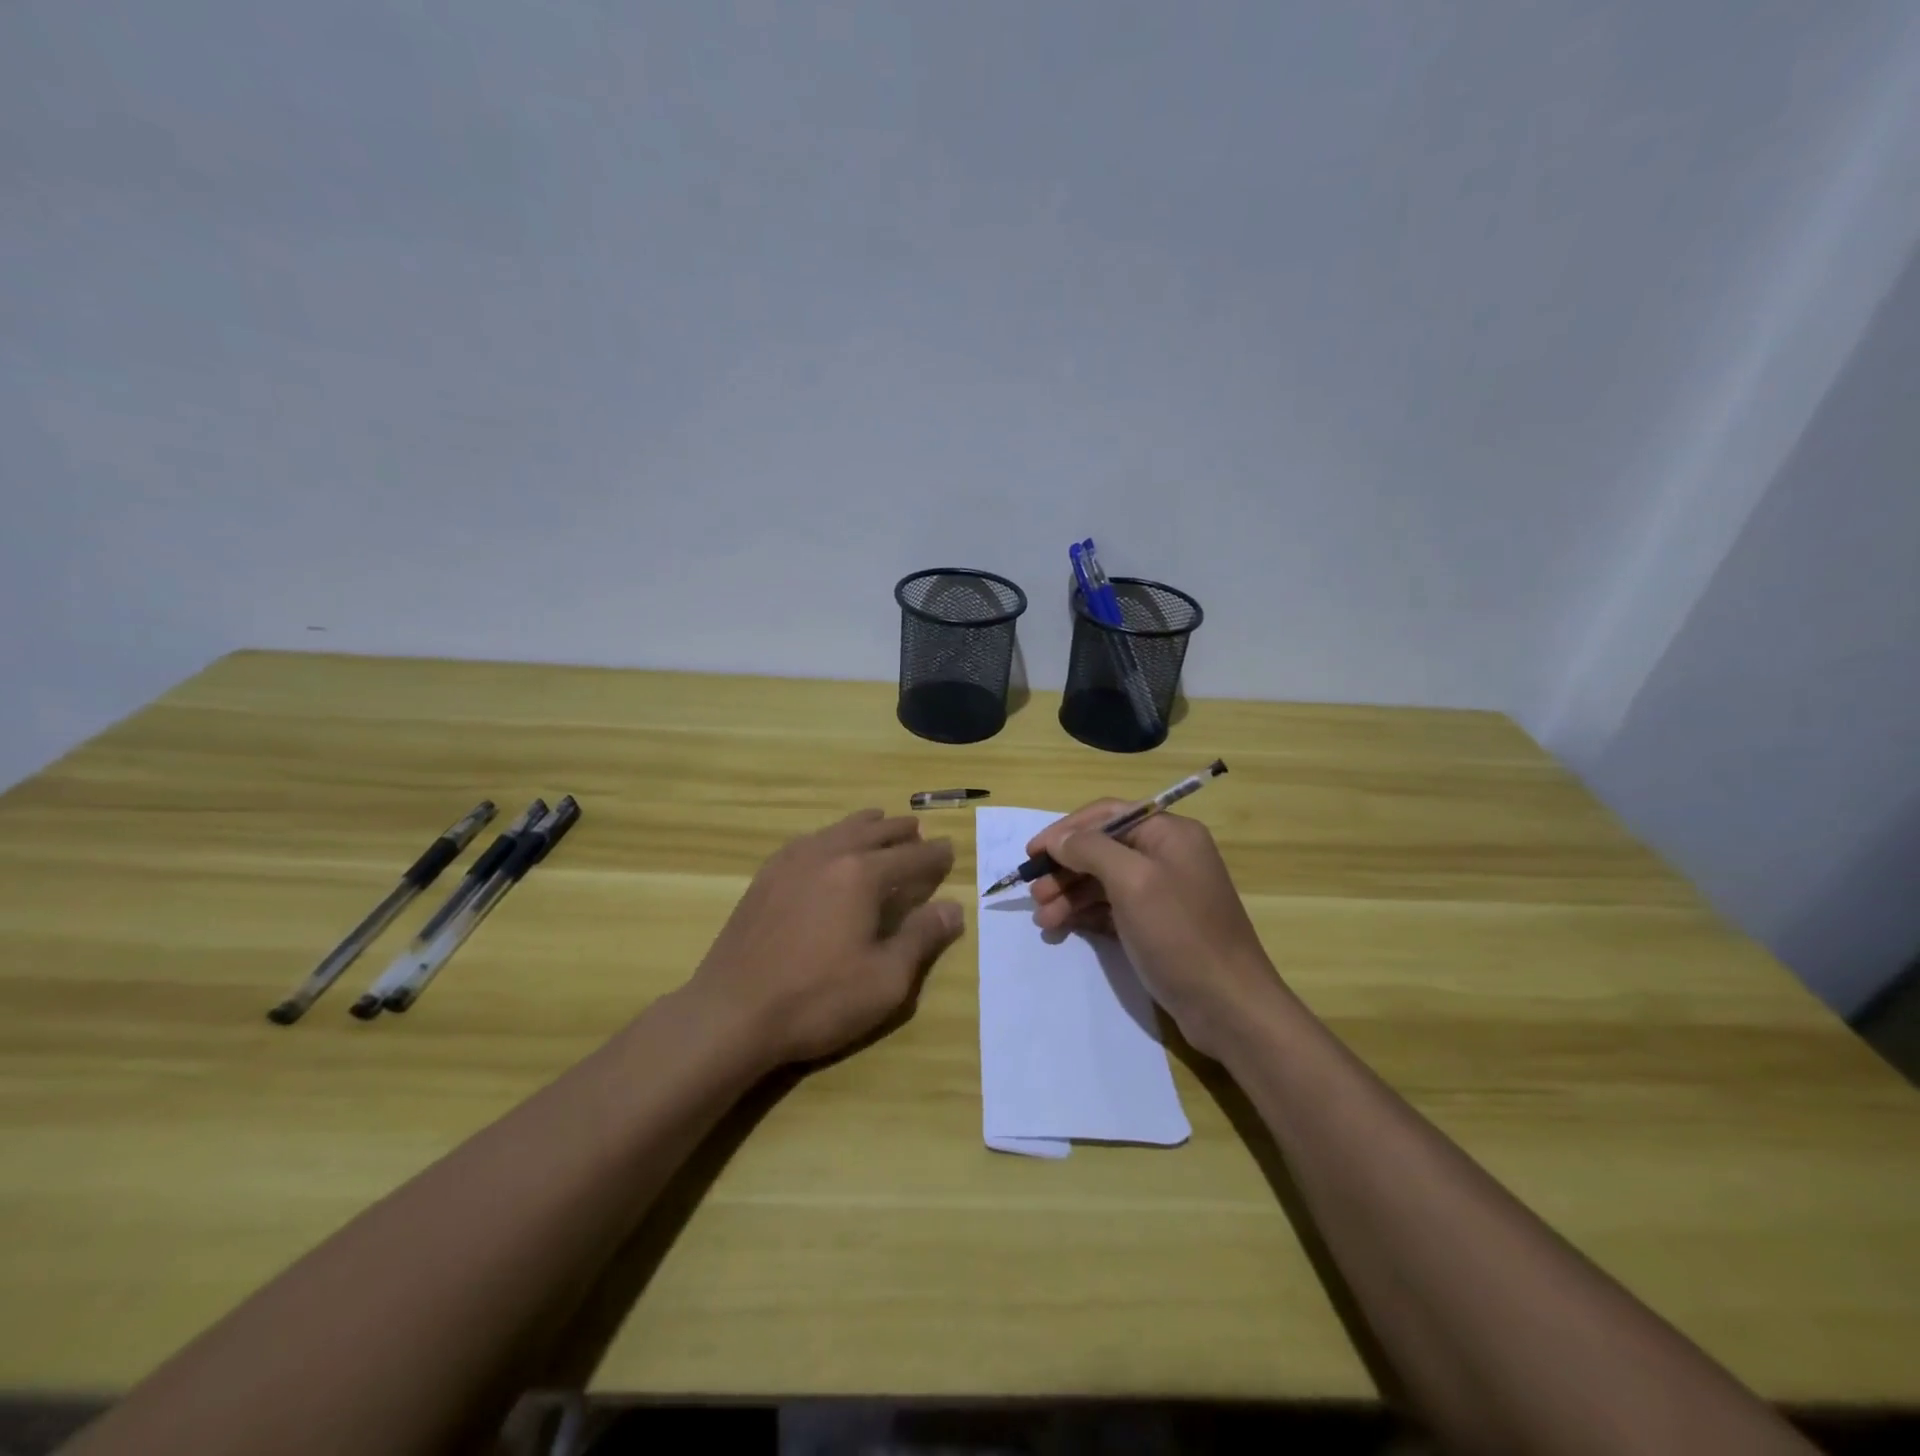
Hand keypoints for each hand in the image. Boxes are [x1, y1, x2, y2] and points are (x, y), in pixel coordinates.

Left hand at [687, 809, 963, 1068]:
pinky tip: (826, 846)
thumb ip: (921, 938)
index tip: (951, 850)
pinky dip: (829, 836)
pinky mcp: (765, 877)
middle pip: (873, 832)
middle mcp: (828, 855)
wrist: (731, 1012)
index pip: (910, 857)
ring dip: (865, 826)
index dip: (934, 855)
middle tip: (918, 831)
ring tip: (879, 823)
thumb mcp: (885, 980)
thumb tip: (953, 908)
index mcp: (861, 875)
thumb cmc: (817, 999)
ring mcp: (791, 862)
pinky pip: (807, 841)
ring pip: (837, 830)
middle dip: (900, 831)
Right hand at [1027, 801, 1282, 1057]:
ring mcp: (1162, 891)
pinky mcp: (1156, 924)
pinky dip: (1085, 914)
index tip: (1032, 853)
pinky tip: (1063, 927)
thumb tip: (1060, 839)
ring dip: (1070, 894)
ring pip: (1103, 880)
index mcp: (1169, 833)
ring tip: (1043, 919)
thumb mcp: (1133, 882)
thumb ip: (1091, 850)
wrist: (1229, 1007)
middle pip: (1102, 848)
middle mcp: (1167, 855)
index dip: (1066, 830)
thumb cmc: (1180, 935)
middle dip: (1065, 868)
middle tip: (1034, 893)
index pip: (1107, 814)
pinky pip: (1111, 907)